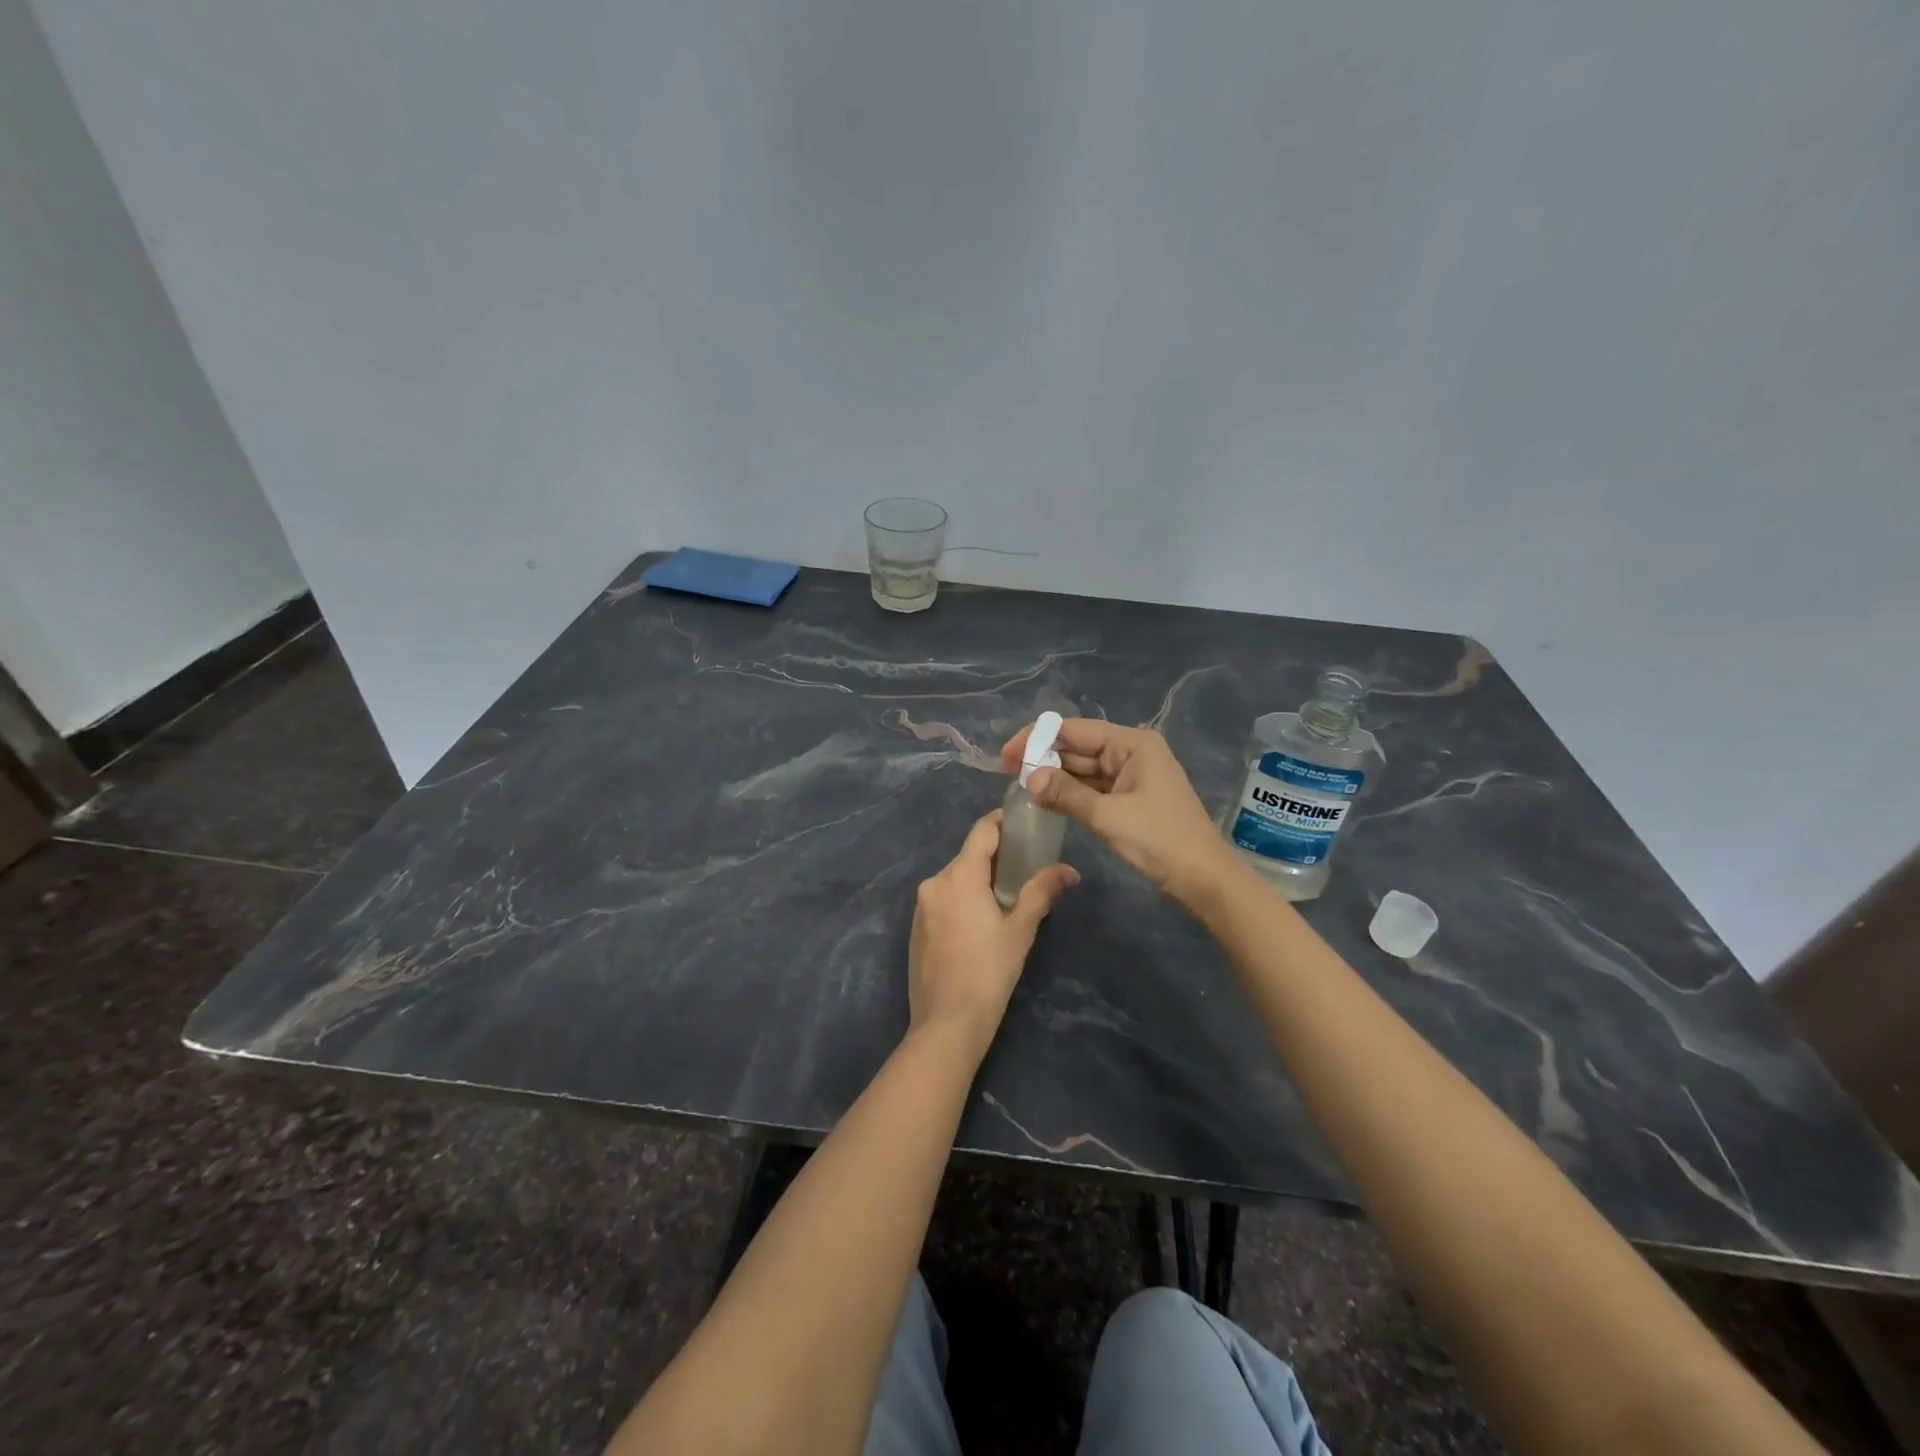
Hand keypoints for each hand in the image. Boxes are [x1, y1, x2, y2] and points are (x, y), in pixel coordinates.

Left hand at [909, 810, 1078, 1058]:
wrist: (947, 1023)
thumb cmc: (988, 971)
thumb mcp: (1020, 930)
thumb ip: (1042, 892)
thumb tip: (1069, 870)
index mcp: (959, 876)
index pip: (982, 831)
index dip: (1003, 822)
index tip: (1025, 823)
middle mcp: (934, 882)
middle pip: (968, 856)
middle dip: (995, 857)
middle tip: (1025, 866)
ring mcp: (921, 906)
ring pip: (954, 879)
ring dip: (978, 881)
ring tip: (1007, 897)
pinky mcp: (915, 928)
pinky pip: (943, 900)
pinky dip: (962, 900)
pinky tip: (980, 924)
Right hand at [1000, 718, 1235, 907]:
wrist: (1203, 878)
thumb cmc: (1159, 840)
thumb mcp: (1108, 816)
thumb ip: (1066, 794)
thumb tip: (1028, 779)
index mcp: (1132, 744)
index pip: (1074, 729)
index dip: (1037, 738)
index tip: (1007, 756)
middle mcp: (1131, 751)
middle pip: (1078, 746)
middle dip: (1044, 758)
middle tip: (1007, 774)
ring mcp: (1132, 774)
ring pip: (1083, 768)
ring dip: (1055, 777)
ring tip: (1020, 787)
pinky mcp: (1130, 797)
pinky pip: (1093, 786)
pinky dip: (1071, 792)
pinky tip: (1046, 800)